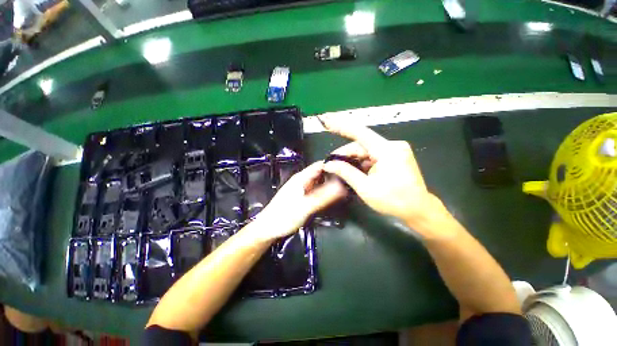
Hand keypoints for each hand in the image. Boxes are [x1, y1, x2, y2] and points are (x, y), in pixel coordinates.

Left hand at [254, 161, 346, 240]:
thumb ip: (324, 196)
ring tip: (346, 187)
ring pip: (319, 182)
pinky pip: (316, 190)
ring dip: (330, 184)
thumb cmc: (284, 217)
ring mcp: (302, 189)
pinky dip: (325, 191)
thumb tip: (342, 186)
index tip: (349, 168)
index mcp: (302, 178)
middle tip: (350, 180)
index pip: (320, 165)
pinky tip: (333, 196)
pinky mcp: (302, 197)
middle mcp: (302, 180)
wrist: (267, 229)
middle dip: (334, 175)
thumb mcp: (305, 207)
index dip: (334, 164)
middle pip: (321, 173)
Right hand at [319, 116, 451, 237]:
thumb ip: (346, 173)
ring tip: (340, 169)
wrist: (418, 210)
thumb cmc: (393, 201)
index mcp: (387, 151)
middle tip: (331, 164)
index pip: (360, 133)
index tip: (327, 120)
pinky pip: (373, 155)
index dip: (341, 126)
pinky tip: (353, 170)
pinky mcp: (395, 156)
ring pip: (366, 151)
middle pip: (361, 145)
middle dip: (345, 154)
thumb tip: (329, 164)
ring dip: (353, 159)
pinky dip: (361, 162)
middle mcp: (392, 145)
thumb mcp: (365, 188)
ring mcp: (395, 150)